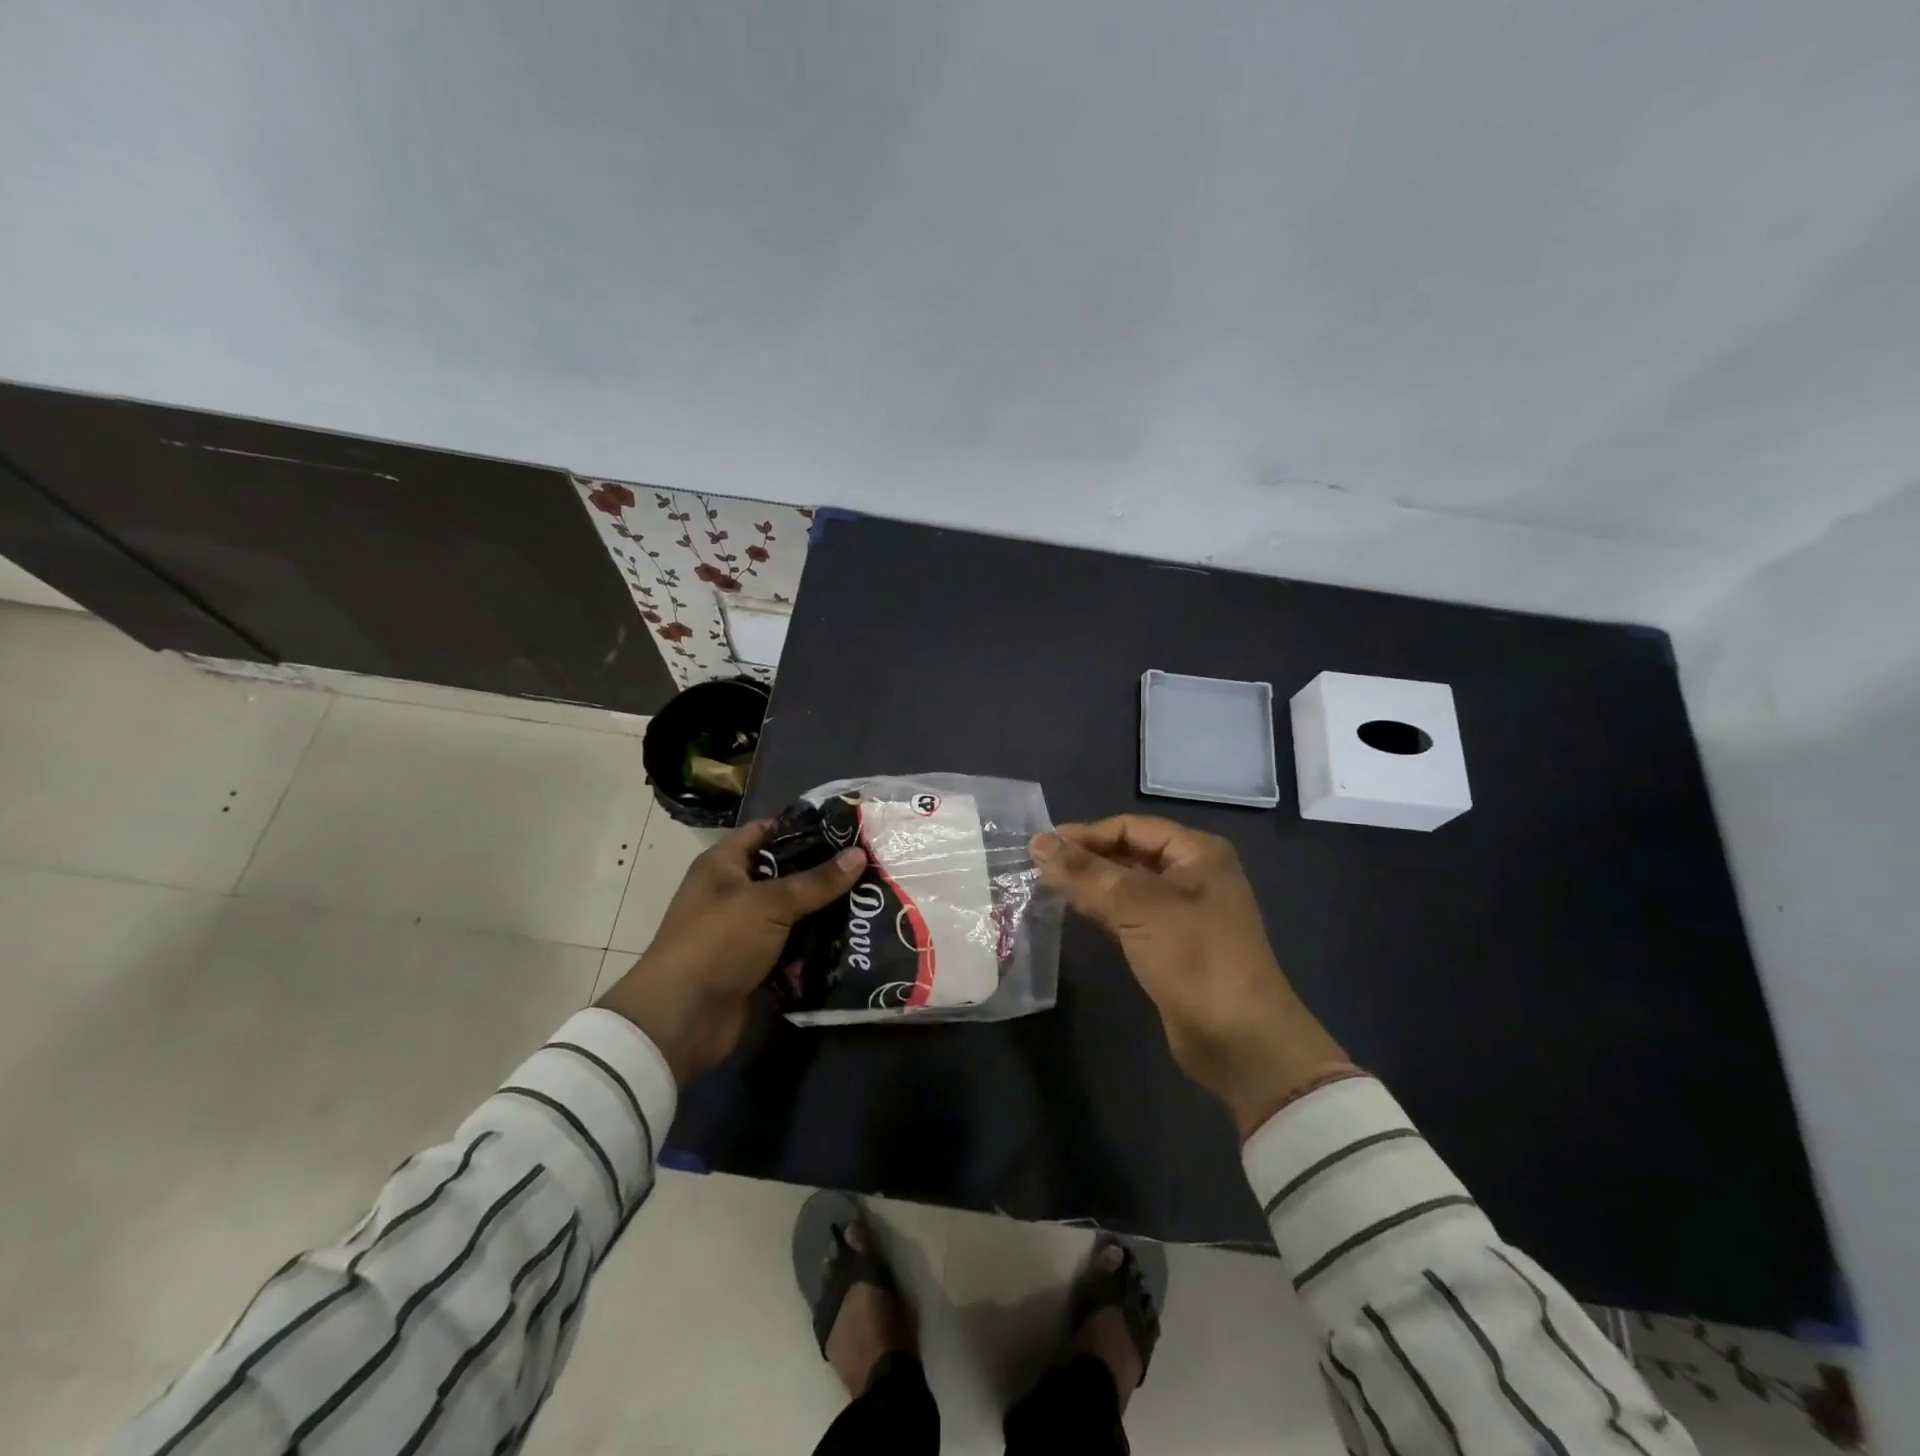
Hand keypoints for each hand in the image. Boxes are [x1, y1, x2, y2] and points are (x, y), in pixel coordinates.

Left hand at [598, 820, 865, 1084]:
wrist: (682, 1019)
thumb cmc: (718, 942)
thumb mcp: (768, 904)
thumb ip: (816, 881)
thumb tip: (860, 854)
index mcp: (724, 865)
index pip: (764, 831)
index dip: (801, 826)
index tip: (844, 828)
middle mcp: (733, 893)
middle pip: (784, 874)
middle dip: (823, 872)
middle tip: (869, 865)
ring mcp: (744, 931)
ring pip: (793, 913)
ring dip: (824, 912)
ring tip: (871, 901)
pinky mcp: (756, 964)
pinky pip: (793, 948)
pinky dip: (816, 947)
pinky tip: (853, 939)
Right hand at [1031, 816, 1353, 1140]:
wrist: (1240, 1041)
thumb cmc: (1195, 958)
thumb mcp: (1138, 907)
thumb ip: (1086, 873)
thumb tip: (1038, 842)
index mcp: (1197, 852)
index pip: (1131, 827)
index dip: (1086, 833)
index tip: (1041, 845)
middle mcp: (1193, 875)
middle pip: (1129, 853)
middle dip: (1086, 858)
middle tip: (1037, 867)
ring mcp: (1183, 912)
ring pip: (1127, 885)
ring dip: (1090, 885)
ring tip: (1045, 886)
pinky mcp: (1172, 944)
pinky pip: (1130, 915)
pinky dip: (1102, 910)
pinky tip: (1072, 911)